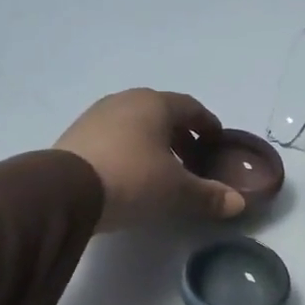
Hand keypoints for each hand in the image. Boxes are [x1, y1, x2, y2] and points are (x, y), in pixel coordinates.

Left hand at [54, 89, 248, 230]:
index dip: (207, 124)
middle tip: (192, 162)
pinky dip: (129, 151)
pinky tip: (130, 175)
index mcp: (154, 104)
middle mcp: (125, 101)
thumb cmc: (132, 179)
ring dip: (153, 144)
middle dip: (180, 136)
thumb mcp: (176, 191)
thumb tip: (238, 203)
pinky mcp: (76, 136)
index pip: (190, 107)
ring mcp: (96, 116)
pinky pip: (113, 138)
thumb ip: (209, 195)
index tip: (216, 142)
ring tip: (162, 171)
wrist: (65, 191)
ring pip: (135, 125)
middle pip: (161, 114)